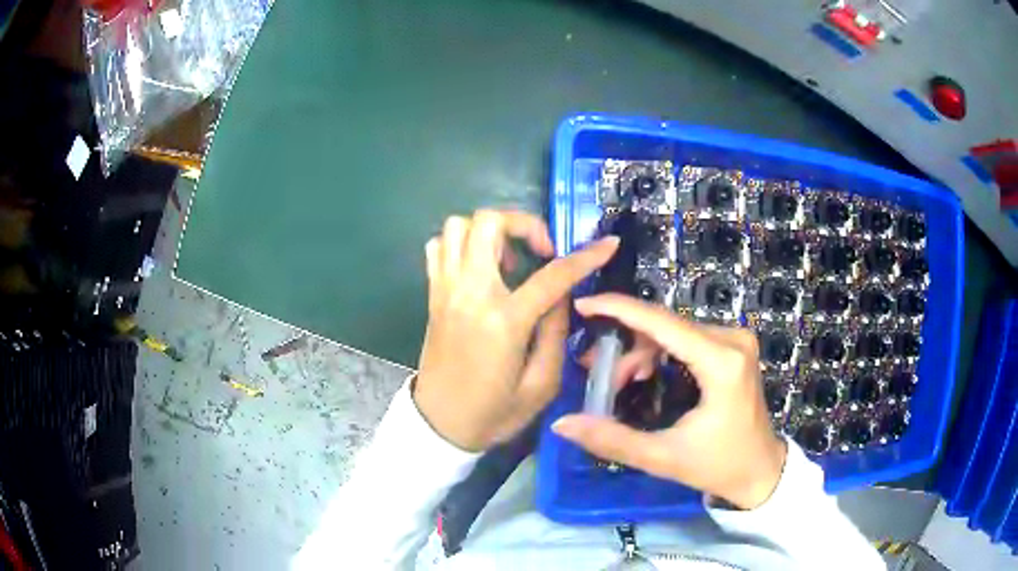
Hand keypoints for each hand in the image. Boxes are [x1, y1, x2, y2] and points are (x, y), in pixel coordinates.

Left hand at [413, 210, 618, 451]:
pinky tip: (479, 267)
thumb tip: (562, 294)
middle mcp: (470, 294)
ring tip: (508, 260)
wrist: (438, 425)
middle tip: (541, 252)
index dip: (586, 256)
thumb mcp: (541, 385)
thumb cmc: (492, 413)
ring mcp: (446, 290)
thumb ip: (556, 332)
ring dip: (489, 231)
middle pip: (489, 223)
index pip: (552, 275)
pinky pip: (439, 246)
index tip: (608, 243)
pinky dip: (461, 244)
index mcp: (504, 321)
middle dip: (524, 223)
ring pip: (458, 225)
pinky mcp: (432, 295)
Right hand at [552, 294, 787, 508]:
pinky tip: (644, 375)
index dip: (618, 309)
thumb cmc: (718, 466)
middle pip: (664, 326)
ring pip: (673, 330)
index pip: (662, 323)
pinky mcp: (734, 346)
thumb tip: (562, 423)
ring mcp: (736, 339)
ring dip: (640, 351)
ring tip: (618, 382)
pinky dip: (659, 351)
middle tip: (594, 372)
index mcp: (721, 362)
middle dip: (625, 347)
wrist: (761, 471)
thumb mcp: (663, 457)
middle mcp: (732, 338)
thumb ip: (612, 439)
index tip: (583, 304)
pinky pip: (686, 337)